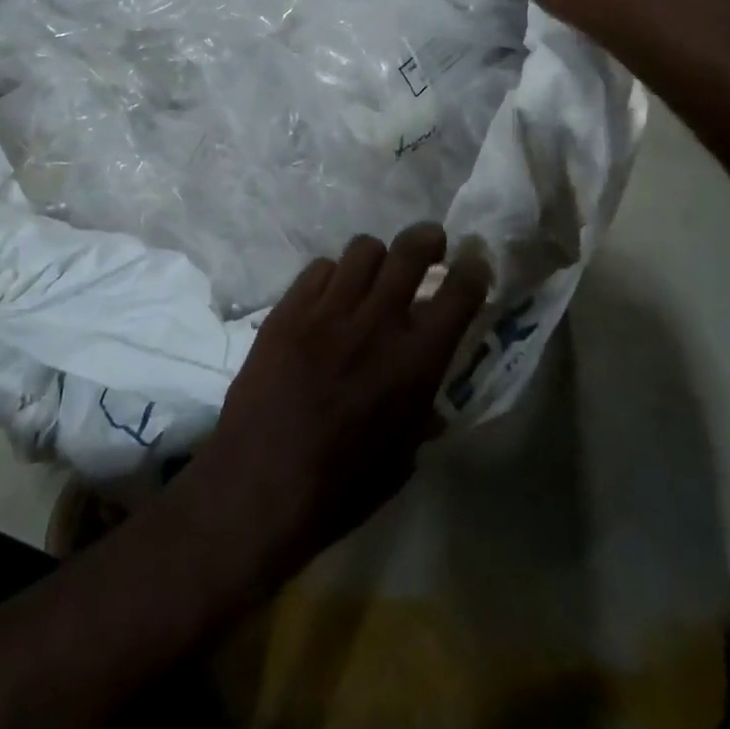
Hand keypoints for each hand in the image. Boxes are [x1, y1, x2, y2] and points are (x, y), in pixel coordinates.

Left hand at [182, 224, 489, 582]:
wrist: (257, 486)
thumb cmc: (339, 489)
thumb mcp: (400, 461)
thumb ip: (420, 418)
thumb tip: (430, 404)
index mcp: (415, 362)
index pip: (459, 294)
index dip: (472, 271)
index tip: (473, 264)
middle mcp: (377, 323)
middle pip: (410, 251)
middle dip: (427, 239)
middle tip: (430, 245)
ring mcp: (328, 311)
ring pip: (362, 250)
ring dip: (377, 258)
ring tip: (374, 275)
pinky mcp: (287, 310)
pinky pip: (319, 269)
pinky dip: (332, 276)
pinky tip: (329, 298)